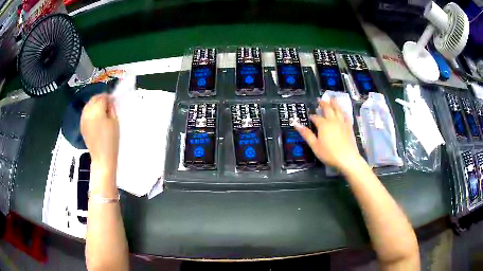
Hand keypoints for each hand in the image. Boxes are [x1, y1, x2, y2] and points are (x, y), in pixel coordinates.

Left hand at [80, 94, 118, 171]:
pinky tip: (95, 117)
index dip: (108, 97)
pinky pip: (85, 113)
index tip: (113, 100)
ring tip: (101, 110)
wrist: (102, 157)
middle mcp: (88, 112)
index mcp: (97, 110)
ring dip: (94, 104)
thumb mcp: (115, 122)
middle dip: (100, 98)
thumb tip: (109, 102)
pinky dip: (90, 111)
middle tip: (107, 103)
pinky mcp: (82, 125)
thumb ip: (111, 108)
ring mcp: (83, 119)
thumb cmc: (111, 140)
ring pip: (88, 105)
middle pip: (93, 99)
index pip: (102, 97)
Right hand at [294, 98, 361, 171]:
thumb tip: (296, 124)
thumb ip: (306, 134)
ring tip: (332, 98)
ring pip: (338, 110)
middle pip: (328, 109)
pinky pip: (346, 116)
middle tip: (320, 99)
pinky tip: (344, 112)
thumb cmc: (329, 154)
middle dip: (323, 103)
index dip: (312, 116)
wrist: (347, 159)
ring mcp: (342, 123)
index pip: (316, 117)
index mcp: (323, 124)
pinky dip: (344, 112)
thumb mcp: (315, 146)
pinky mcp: (349, 127)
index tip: (309, 116)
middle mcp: (333, 120)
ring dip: (334, 103)